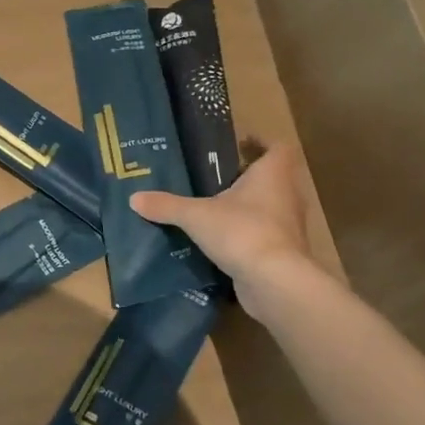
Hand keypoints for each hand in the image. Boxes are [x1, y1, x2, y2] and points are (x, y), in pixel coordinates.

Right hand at [130, 142, 314, 316]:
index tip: (239, 143)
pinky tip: (223, 238)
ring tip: (216, 206)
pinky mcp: (285, 252)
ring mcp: (289, 226)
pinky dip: (249, 233)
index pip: (278, 148)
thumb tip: (134, 198)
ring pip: (271, 206)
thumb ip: (166, 205)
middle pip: (275, 177)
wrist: (274, 282)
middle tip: (218, 175)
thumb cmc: (242, 232)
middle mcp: (287, 195)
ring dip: (250, 205)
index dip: (261, 143)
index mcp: (272, 175)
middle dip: (250, 175)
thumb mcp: (195, 216)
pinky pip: (266, 234)